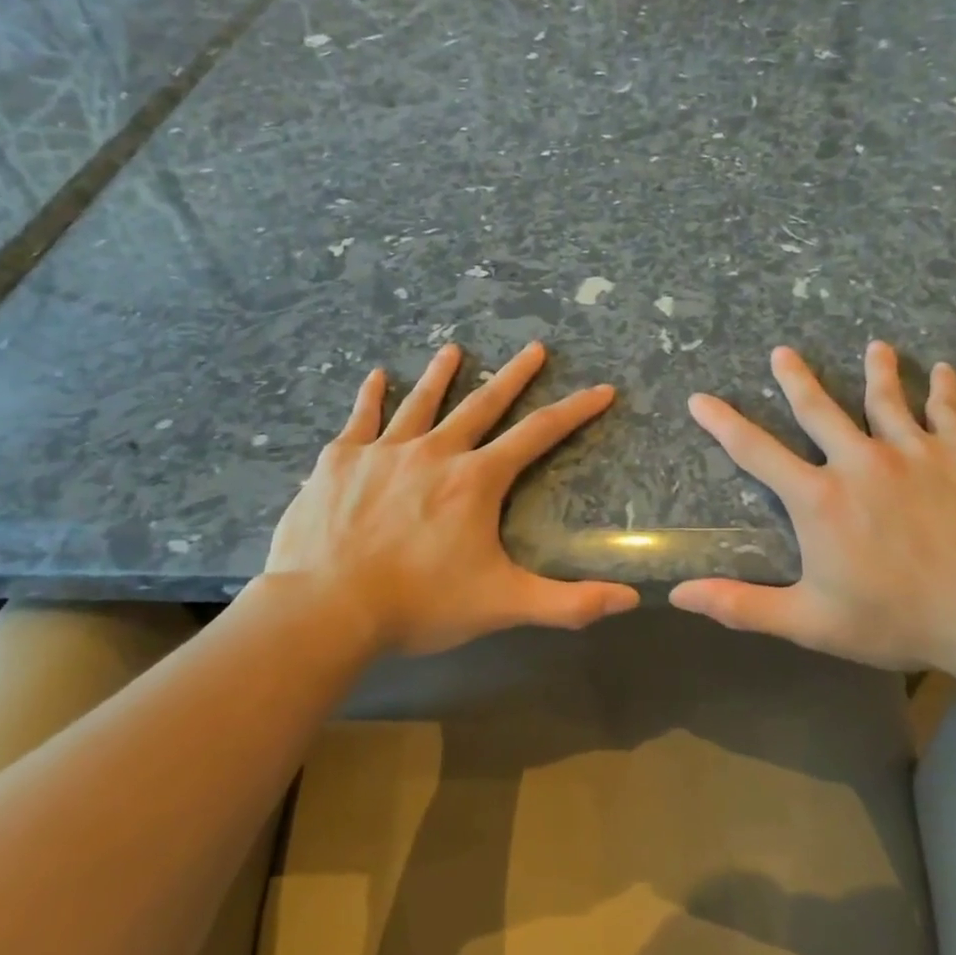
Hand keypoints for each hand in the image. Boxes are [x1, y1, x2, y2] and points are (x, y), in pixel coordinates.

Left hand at [266, 340, 638, 655]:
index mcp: (476, 480)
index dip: (575, 410)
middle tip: (535, 347)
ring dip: (441, 374)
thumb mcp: (502, 605)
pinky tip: (376, 376)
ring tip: (454, 348)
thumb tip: (629, 599)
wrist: (325, 607)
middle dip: (514, 375)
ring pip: (421, 402)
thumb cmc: (419, 604)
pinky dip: (371, 396)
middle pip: (482, 404)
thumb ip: (568, 603)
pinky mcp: (340, 460)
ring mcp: (384, 451)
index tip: (601, 388)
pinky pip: (360, 418)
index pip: (538, 434)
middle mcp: (435, 452)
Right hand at [670, 342, 955, 674]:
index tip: (700, 398)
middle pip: (819, 409)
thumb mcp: (811, 621)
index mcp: (819, 500)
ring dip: (877, 370)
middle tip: (782, 352)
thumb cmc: (899, 620)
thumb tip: (680, 595)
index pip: (756, 452)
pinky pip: (948, 411)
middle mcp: (860, 462)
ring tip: (875, 347)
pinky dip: (943, 388)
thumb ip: (742, 605)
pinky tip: (944, 370)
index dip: (722, 423)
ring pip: (887, 399)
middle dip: (796, 379)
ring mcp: (915, 451)